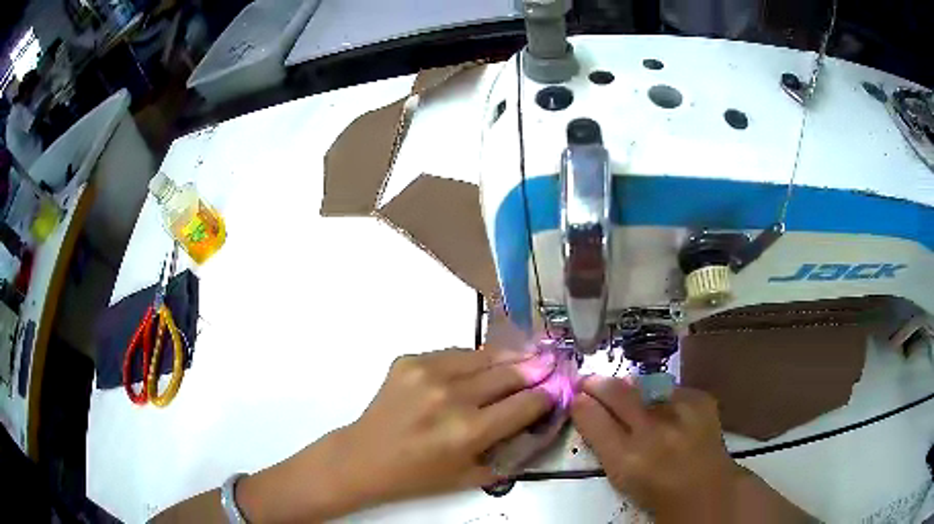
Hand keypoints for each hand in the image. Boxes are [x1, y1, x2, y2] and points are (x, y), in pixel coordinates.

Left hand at [332, 348, 556, 507]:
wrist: (364, 457)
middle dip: (535, 369)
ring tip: (526, 355)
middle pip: (509, 373)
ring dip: (509, 357)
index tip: (560, 388)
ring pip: (484, 355)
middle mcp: (452, 396)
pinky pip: (454, 354)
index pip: (525, 403)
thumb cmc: (418, 476)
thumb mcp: (471, 477)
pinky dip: (473, 361)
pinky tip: (480, 367)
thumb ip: (510, 452)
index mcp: (469, 431)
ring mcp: (428, 372)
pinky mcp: (410, 360)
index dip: (548, 394)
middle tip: (552, 363)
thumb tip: (538, 421)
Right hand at [571, 377, 736, 522]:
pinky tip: (664, 408)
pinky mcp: (701, 399)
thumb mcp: (619, 475)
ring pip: (643, 384)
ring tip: (629, 397)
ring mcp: (680, 412)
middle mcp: (653, 432)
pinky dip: (662, 394)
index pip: (593, 419)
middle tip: (590, 381)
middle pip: (617, 393)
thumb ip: (602, 441)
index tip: (576, 396)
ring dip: (629, 388)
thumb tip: (587, 406)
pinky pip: (670, 387)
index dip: (581, 403)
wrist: (705, 487)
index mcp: (626, 460)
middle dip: (598, 383)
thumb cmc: (655, 489)